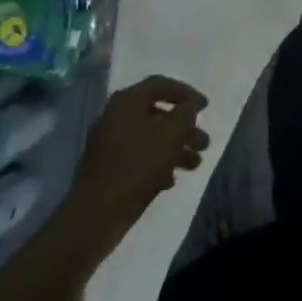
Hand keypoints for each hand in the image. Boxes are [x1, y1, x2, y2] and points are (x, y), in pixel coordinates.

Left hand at [67, 76, 209, 252]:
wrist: (96, 215)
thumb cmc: (137, 166)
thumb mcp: (170, 135)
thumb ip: (185, 114)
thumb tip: (189, 106)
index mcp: (127, 102)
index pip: (160, 85)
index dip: (186, 93)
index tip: (206, 106)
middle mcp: (115, 117)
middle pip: (157, 114)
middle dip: (184, 128)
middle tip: (205, 142)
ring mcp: (109, 144)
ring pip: (150, 138)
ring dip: (175, 148)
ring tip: (196, 164)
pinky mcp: (107, 169)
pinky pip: (138, 158)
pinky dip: (158, 164)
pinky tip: (171, 180)